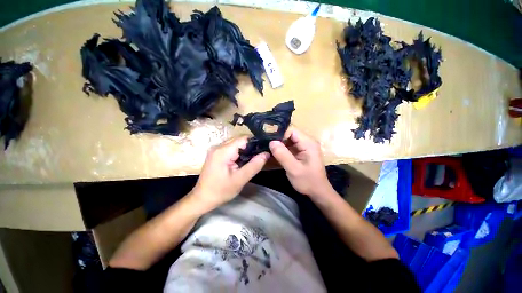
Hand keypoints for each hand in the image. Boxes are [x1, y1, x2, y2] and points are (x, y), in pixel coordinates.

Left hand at [192, 136, 268, 208]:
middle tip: (259, 157)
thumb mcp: (240, 179)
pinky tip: (242, 161)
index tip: (263, 150)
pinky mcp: (216, 154)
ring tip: (252, 159)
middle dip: (250, 147)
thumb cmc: (221, 191)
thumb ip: (254, 165)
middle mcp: (218, 146)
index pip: (243, 139)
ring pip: (235, 144)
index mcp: (223, 151)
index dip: (255, 143)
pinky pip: (230, 148)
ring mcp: (216, 149)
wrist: (202, 198)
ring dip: (244, 150)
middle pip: (239, 140)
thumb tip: (266, 153)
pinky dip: (238, 152)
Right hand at [269, 126, 330, 197]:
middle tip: (266, 144)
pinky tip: (273, 153)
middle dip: (277, 138)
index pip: (291, 129)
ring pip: (287, 139)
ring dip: (278, 143)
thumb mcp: (294, 169)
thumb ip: (283, 155)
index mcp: (308, 143)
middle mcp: (306, 141)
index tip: (269, 140)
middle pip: (289, 133)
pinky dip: (281, 148)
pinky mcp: (300, 151)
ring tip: (267, 148)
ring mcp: (303, 146)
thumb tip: (271, 142)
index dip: (279, 133)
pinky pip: (288, 145)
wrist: (318, 191)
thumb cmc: (308, 181)